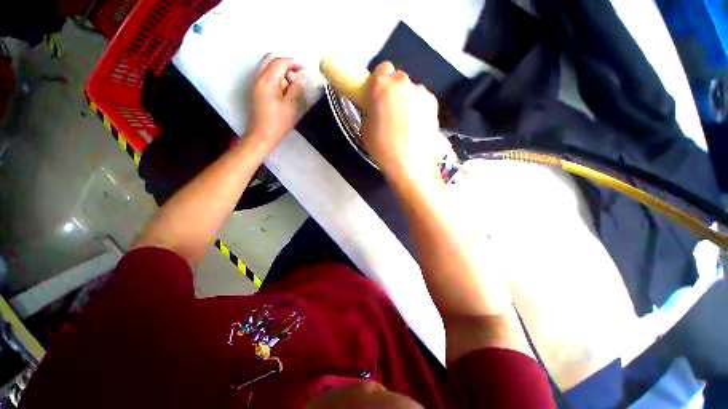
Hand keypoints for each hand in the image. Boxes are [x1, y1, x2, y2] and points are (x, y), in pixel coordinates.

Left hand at [246, 54, 304, 152]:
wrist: (262, 136)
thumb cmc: (278, 123)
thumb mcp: (291, 106)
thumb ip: (295, 90)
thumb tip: (297, 79)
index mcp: (267, 81)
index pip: (279, 62)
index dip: (293, 63)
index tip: (303, 69)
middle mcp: (258, 78)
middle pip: (270, 60)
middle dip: (285, 64)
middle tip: (296, 75)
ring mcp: (255, 84)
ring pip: (267, 67)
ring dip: (280, 71)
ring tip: (291, 84)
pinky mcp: (255, 91)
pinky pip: (265, 76)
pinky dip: (275, 77)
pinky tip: (283, 89)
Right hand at [361, 61, 439, 177]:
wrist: (409, 163)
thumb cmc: (382, 147)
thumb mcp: (366, 128)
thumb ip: (372, 109)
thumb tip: (377, 106)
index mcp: (382, 86)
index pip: (382, 68)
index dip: (379, 82)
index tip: (378, 96)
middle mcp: (403, 83)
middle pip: (398, 79)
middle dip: (393, 91)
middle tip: (391, 112)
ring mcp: (421, 92)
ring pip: (411, 91)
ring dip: (407, 100)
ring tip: (405, 123)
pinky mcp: (434, 104)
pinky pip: (422, 101)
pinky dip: (418, 109)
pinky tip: (416, 127)